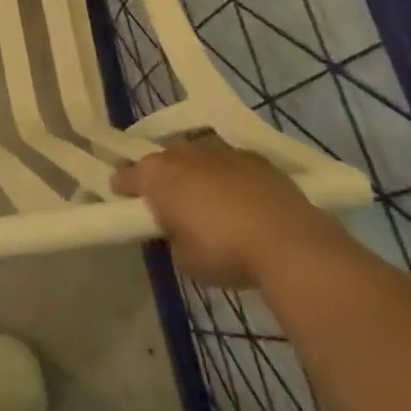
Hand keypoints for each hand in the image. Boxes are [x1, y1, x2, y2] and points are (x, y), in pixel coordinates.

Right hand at [113, 136, 343, 288]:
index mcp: (157, 175)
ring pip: (196, 158)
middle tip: (168, 205)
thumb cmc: (224, 251)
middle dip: (161, 179)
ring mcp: (220, 151)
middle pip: (161, 161)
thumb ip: (171, 237)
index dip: (122, 191)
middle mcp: (183, 154)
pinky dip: (228, 177)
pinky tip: (240, 200)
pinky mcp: (254, 157)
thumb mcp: (183, 258)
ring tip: (206, 202)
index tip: (125, 205)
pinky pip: (229, 164)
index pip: (125, 176)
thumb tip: (177, 230)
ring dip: (195, 175)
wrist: (288, 242)